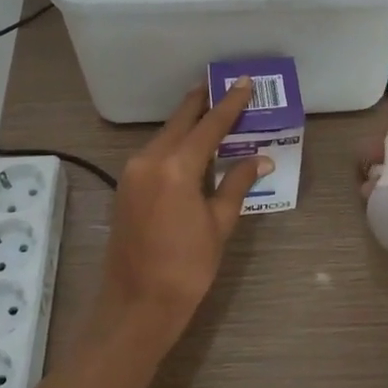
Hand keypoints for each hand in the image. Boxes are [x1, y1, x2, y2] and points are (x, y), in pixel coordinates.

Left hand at [93, 80, 271, 344]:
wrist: (136, 304)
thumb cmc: (186, 268)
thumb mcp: (219, 224)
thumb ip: (237, 184)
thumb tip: (261, 157)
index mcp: (176, 167)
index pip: (209, 125)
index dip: (229, 104)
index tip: (243, 82)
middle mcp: (150, 159)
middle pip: (181, 121)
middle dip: (202, 102)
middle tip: (222, 84)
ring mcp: (133, 171)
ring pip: (165, 135)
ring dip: (188, 122)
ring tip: (211, 109)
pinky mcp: (126, 185)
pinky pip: (154, 151)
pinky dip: (174, 141)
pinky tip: (190, 143)